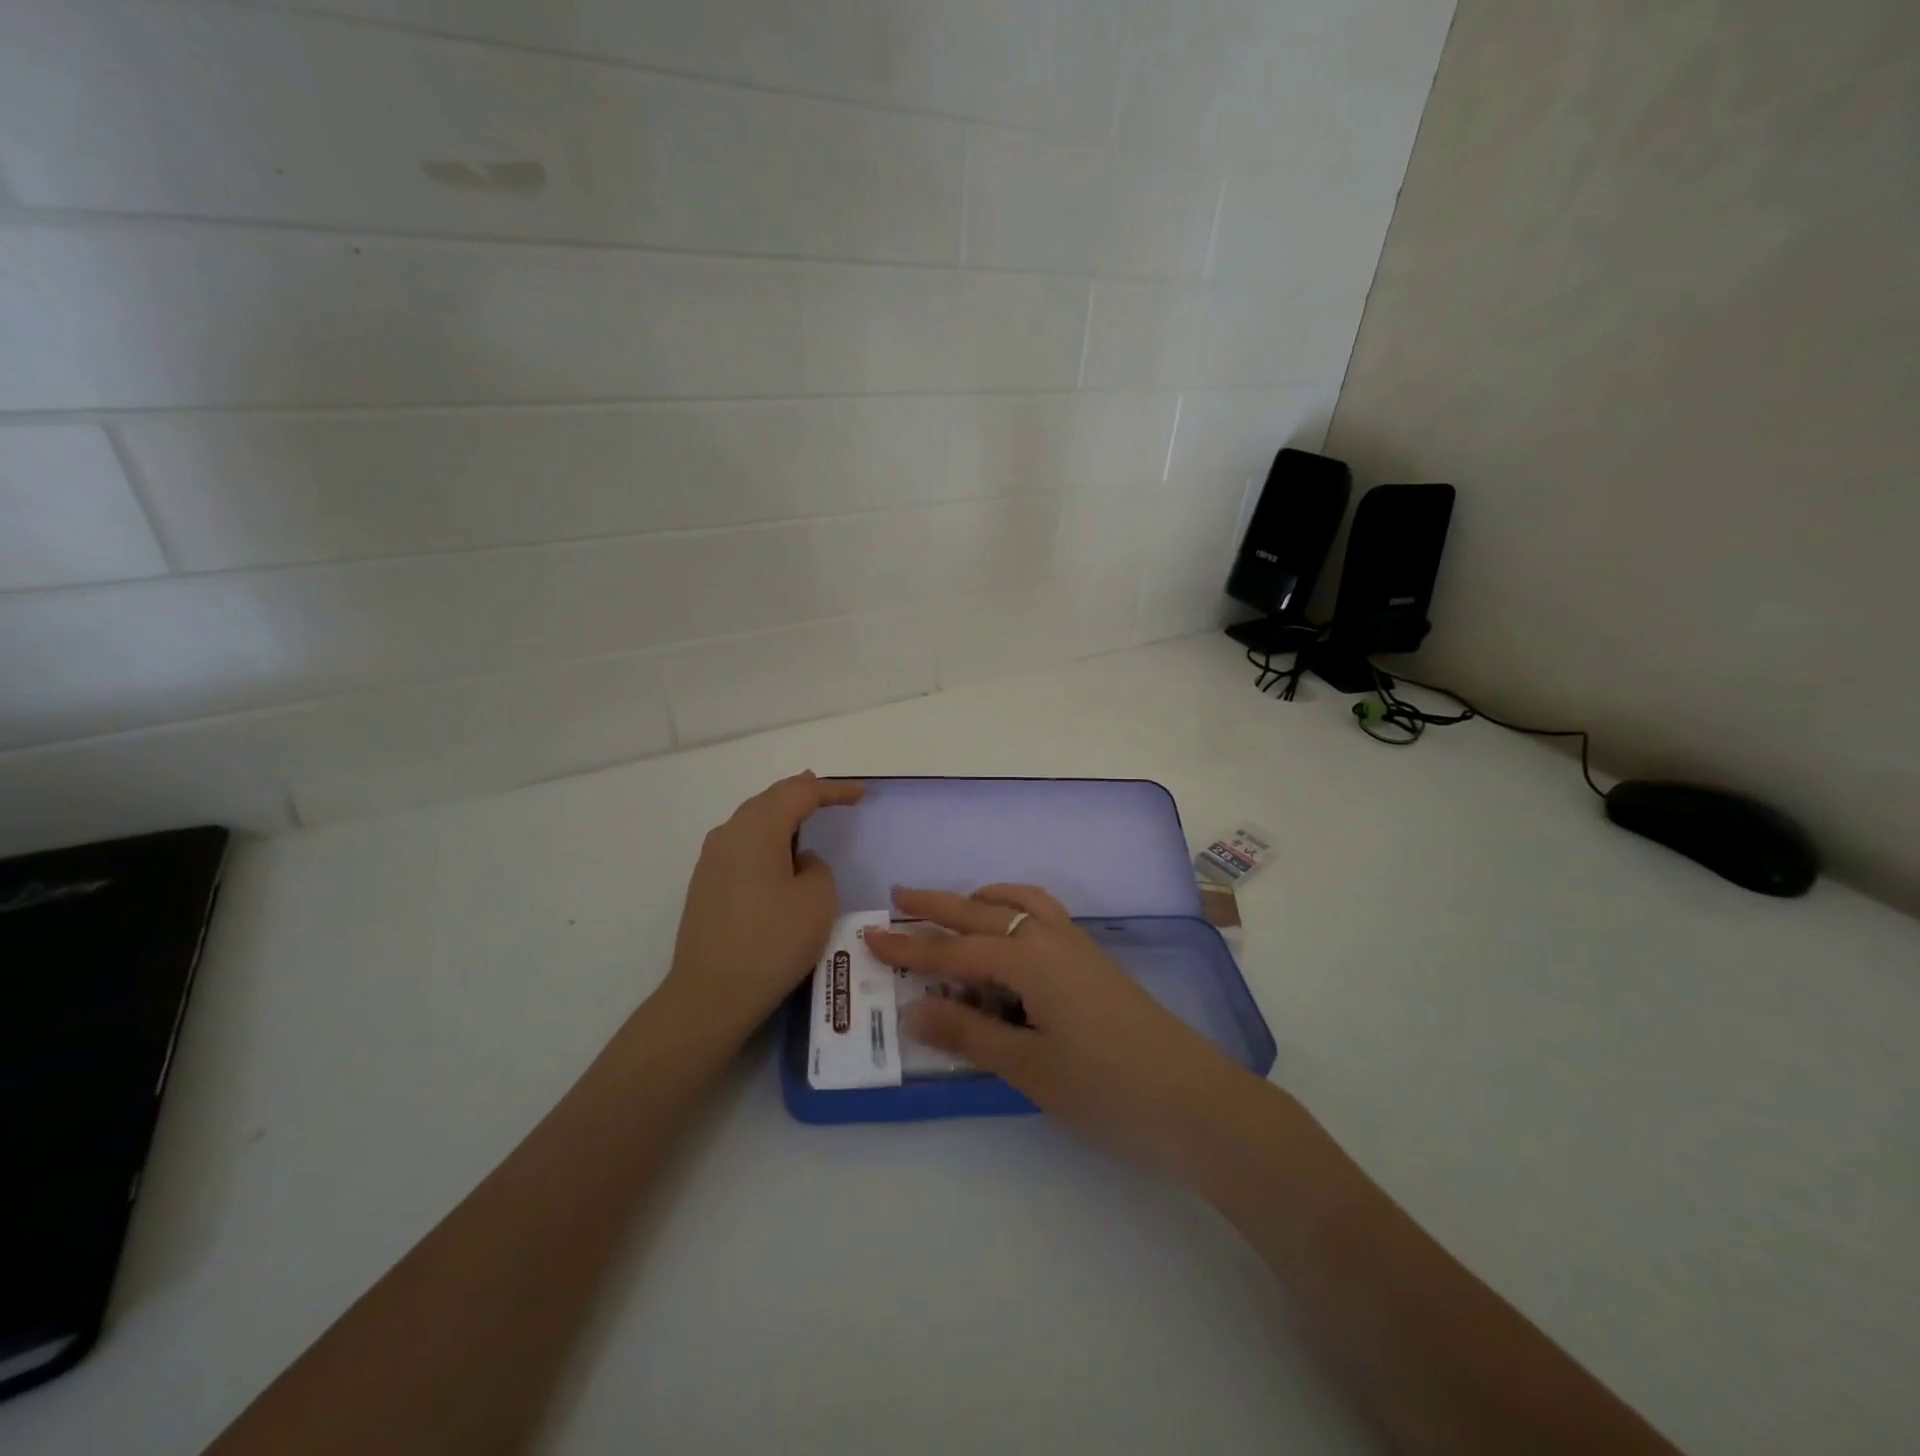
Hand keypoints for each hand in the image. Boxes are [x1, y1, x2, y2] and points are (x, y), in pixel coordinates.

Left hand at [661, 772, 863, 1042]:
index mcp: (758, 828)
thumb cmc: (772, 941)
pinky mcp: (706, 884)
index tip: (860, 793)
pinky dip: (767, 839)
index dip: (833, 789)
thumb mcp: (817, 900)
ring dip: (782, 816)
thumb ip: (816, 868)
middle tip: (831, 794)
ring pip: (753, 821)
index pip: (800, 793)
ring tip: (806, 815)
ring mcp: (712, 860)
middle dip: (803, 793)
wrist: (711, 995)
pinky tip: (779, 854)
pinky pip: (743, 845)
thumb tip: (798, 863)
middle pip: (771, 800)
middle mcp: (729, 834)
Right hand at [863, 884, 1256, 1173]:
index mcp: (1029, 958)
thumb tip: (913, 1008)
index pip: (955, 949)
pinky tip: (1012, 936)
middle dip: (939, 906)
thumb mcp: (1028, 1067)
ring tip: (956, 906)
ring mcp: (1078, 946)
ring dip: (983, 900)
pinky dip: (1016, 910)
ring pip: (1020, 904)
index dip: (910, 948)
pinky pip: (1045, 916)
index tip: (870, 937)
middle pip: (984, 911)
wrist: (1194, 1100)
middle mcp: (1051, 938)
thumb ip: (969, 1033)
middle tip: (900, 897)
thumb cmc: (1105, 1088)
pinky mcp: (1095, 961)